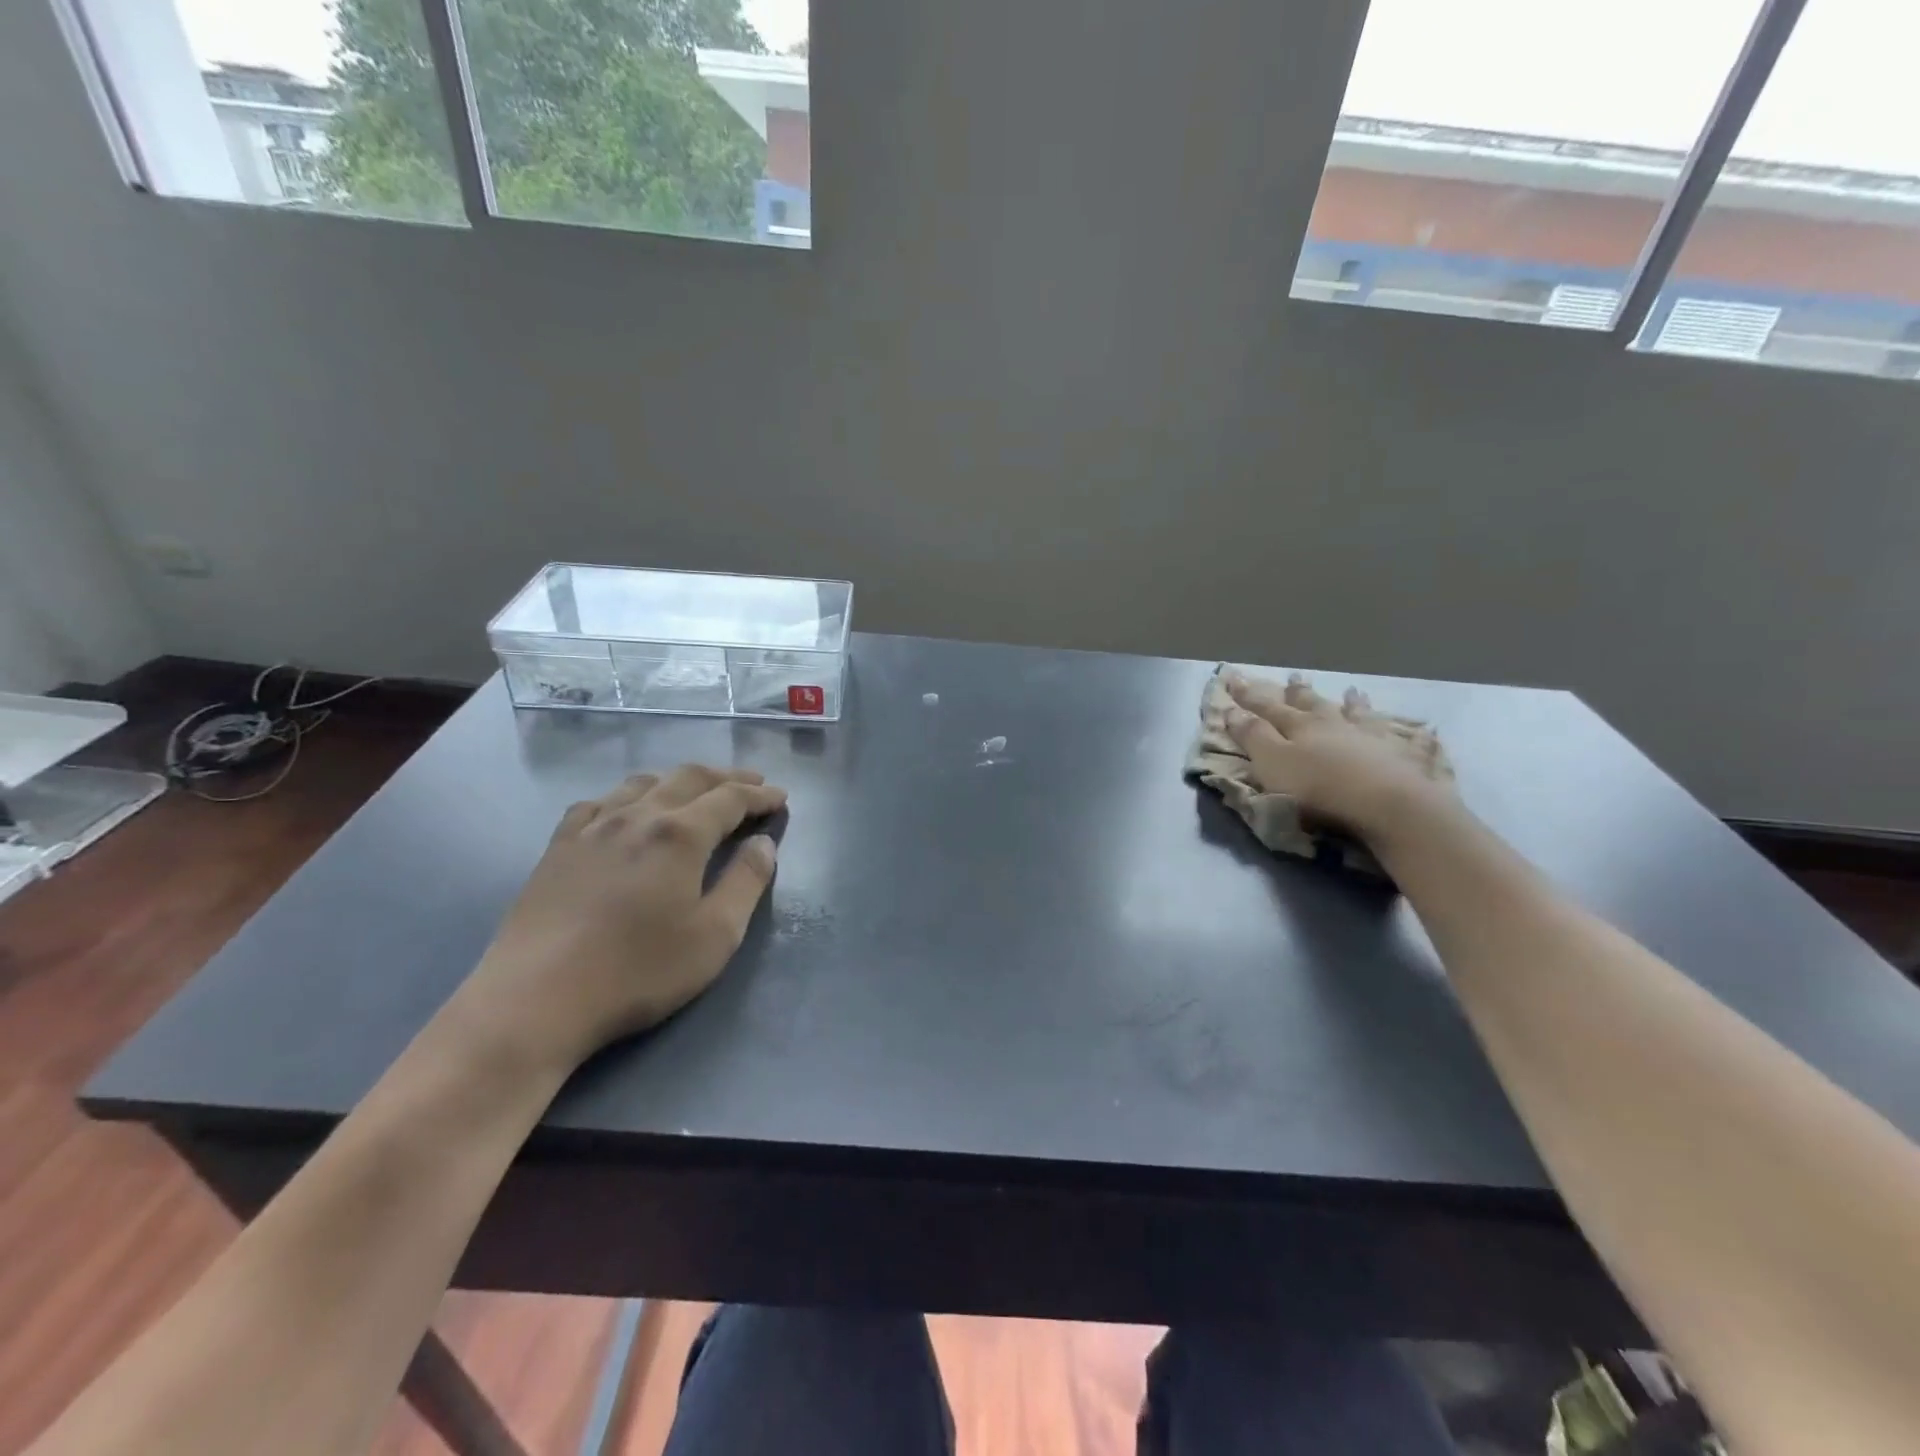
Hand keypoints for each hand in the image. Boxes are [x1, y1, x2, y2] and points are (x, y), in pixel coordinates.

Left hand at [452, 764, 785, 1075]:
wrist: (535, 1000)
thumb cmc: (637, 971)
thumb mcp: (714, 936)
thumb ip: (746, 882)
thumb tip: (763, 843)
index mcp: (680, 834)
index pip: (730, 799)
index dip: (759, 795)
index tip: (780, 797)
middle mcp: (637, 816)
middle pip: (689, 778)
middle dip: (726, 777)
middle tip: (751, 784)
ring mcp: (592, 828)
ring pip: (643, 783)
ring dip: (679, 780)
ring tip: (696, 791)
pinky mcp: (558, 847)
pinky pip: (598, 802)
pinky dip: (627, 796)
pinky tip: (626, 810)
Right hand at [1223, 672, 1455, 845]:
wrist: (1388, 805)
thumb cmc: (1319, 788)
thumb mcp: (1272, 763)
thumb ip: (1253, 737)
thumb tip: (1232, 710)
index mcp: (1301, 727)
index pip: (1268, 708)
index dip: (1250, 696)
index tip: (1235, 679)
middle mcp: (1337, 725)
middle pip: (1314, 705)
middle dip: (1300, 693)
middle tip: (1294, 677)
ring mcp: (1375, 739)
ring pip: (1361, 716)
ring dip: (1354, 704)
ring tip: (1353, 692)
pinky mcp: (1407, 760)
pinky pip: (1411, 743)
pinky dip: (1413, 736)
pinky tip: (1423, 731)